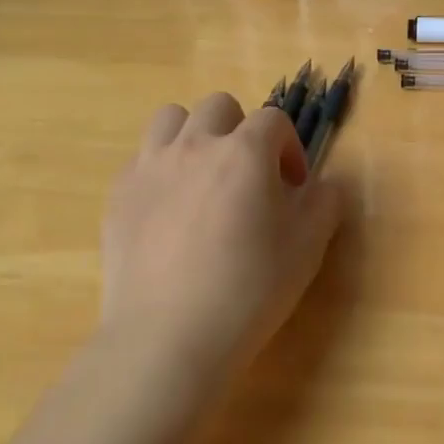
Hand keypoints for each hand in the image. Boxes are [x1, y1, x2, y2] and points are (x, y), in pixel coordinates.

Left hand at [98, 93, 345, 396]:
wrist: (168, 337)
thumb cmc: (248, 289)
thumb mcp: (308, 248)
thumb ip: (325, 203)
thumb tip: (323, 186)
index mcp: (245, 152)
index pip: (273, 120)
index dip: (289, 147)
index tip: (293, 185)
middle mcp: (195, 145)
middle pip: (219, 107)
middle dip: (240, 130)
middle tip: (248, 175)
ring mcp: (150, 166)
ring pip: (171, 119)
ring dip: (194, 135)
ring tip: (203, 176)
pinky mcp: (118, 194)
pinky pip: (141, 159)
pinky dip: (161, 169)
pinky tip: (168, 211)